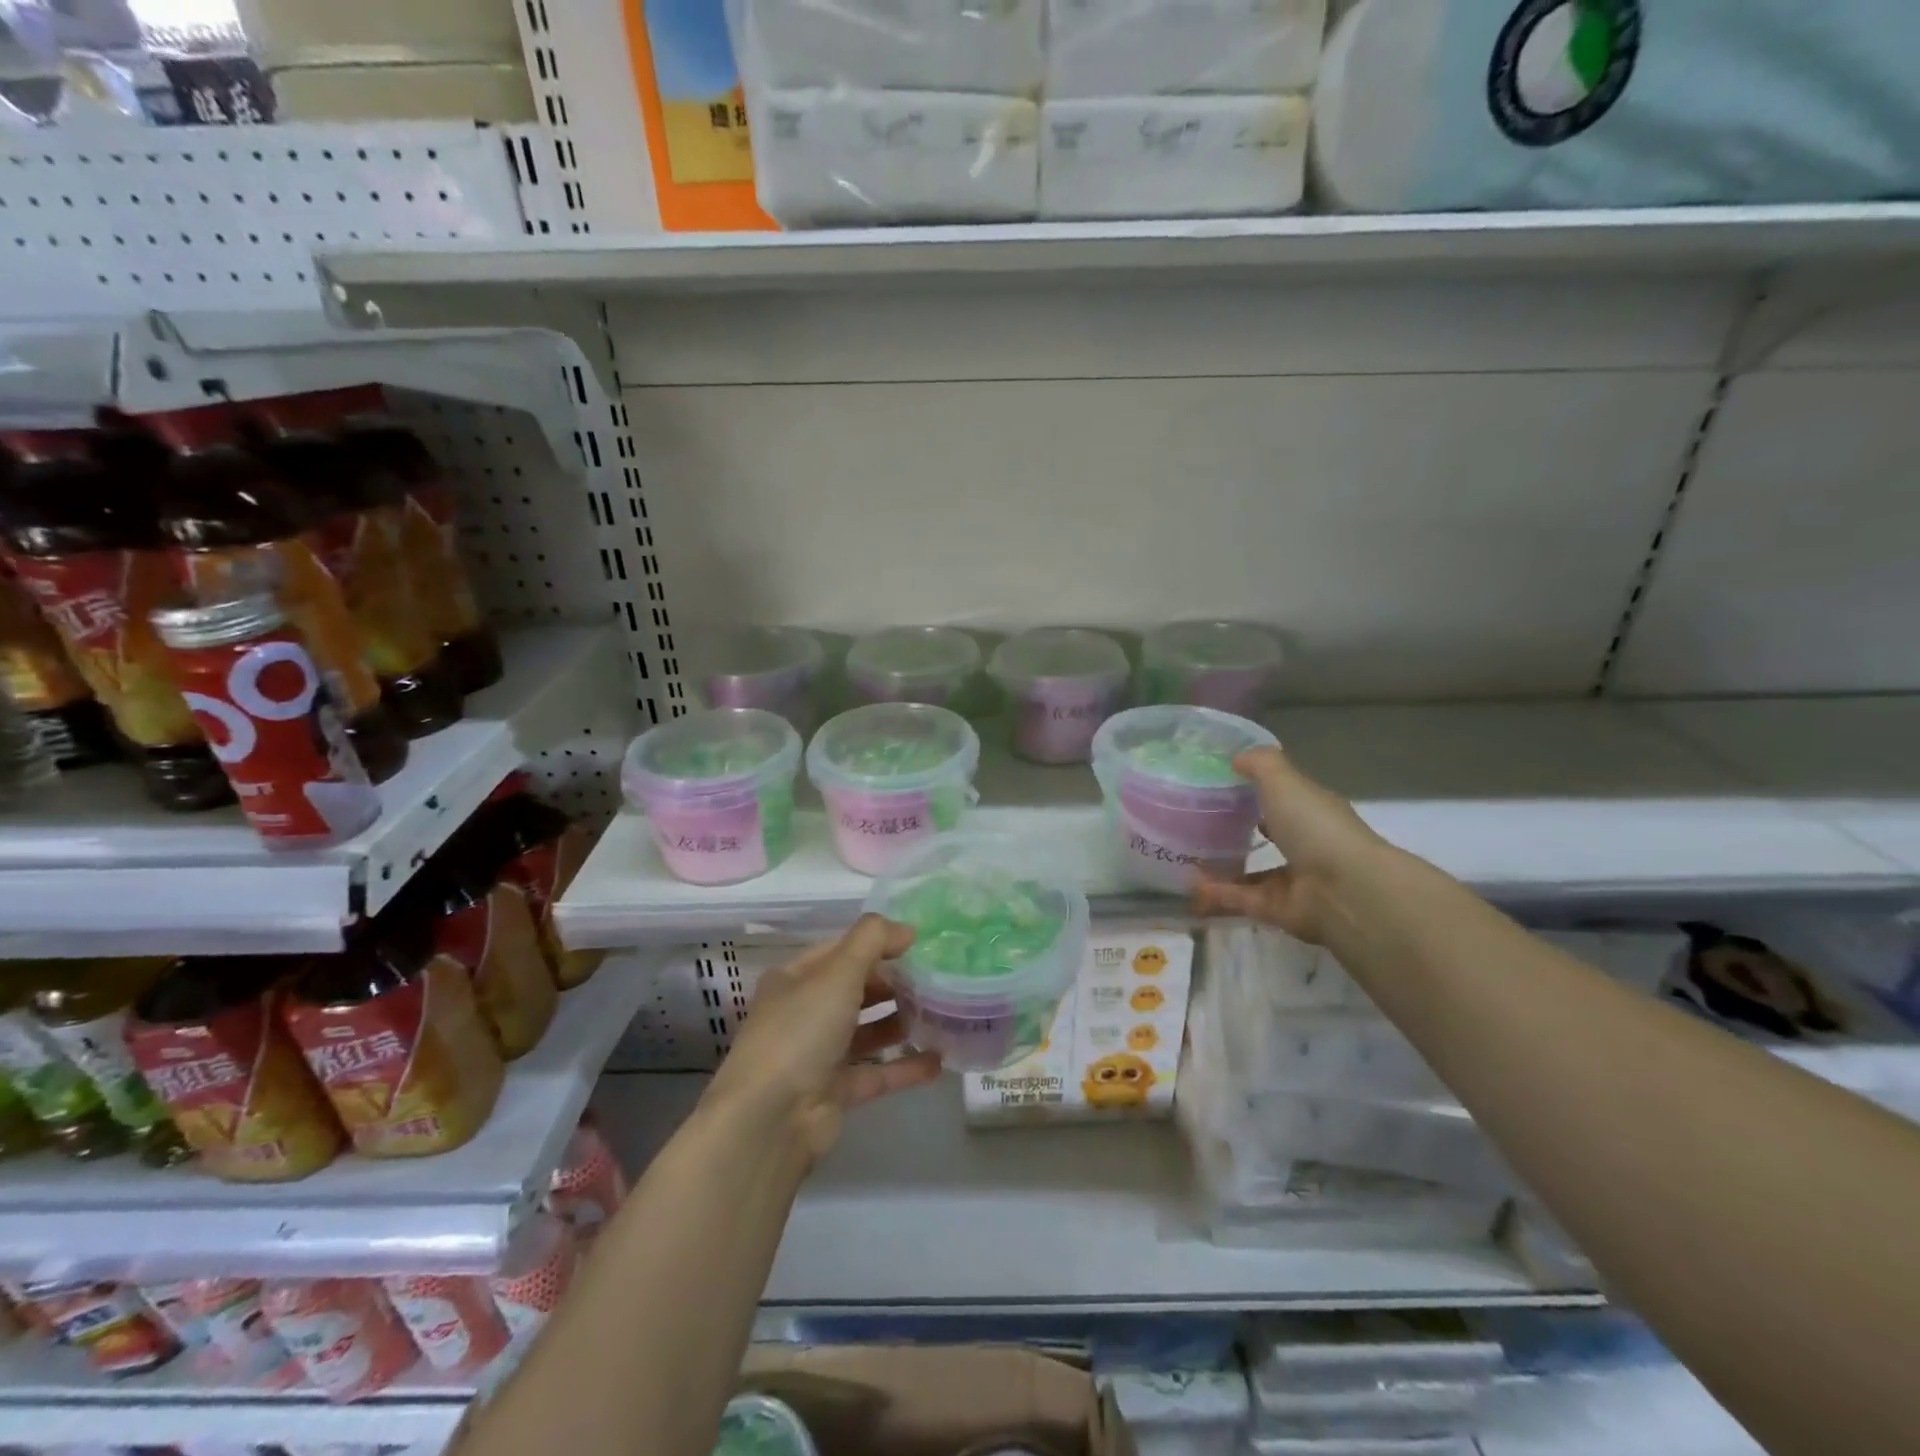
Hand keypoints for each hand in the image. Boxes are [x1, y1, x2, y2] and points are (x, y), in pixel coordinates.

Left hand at [703, 915, 942, 1160]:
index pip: (840, 951)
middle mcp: (803, 1013)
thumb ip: (872, 941)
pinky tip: (937, 1060)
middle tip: (934, 979)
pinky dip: (904, 1066)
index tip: (918, 944)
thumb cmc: (800, 1032)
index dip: (876, 944)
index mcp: (794, 979)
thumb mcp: (837, 974)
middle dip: (892, 983)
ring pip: (865, 1031)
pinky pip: (875, 1073)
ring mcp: (817, 1055)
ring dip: (899, 1022)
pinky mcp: (834, 1093)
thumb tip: (906, 929)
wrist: (769, 1121)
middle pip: (854, 989)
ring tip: (939, 1014)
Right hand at [1193, 746, 1384, 944]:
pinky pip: (1240, 899)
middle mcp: (1305, 846)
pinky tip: (1190, 886)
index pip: (1283, 799)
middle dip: (1237, 832)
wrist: (1344, 890)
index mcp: (1311, 812)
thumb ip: (1260, 764)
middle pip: (1269, 836)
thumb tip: (1236, 758)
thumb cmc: (1316, 826)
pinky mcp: (1277, 910)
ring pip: (1250, 872)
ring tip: (1183, 857)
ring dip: (1220, 867)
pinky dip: (1216, 894)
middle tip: (1195, 824)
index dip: (1256, 791)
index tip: (1220, 785)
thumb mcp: (1284, 781)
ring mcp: (1292, 881)